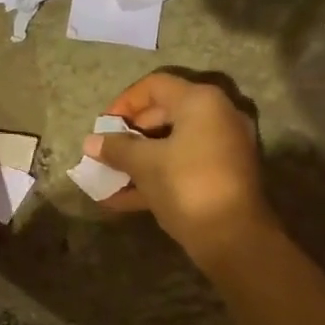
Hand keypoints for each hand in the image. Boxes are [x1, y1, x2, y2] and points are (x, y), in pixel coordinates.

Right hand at [84, 72, 270, 263]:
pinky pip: (182, 166)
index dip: (124, 103)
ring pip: (172, 144)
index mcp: (201, 102)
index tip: (103, 127)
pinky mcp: (222, 175)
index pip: (154, 86)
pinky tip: (121, 200)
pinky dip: (156, 177)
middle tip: (105, 152)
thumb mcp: (145, 165)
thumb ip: (117, 149)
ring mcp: (223, 147)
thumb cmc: (187, 186)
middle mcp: (217, 116)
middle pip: (164, 114)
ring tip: (108, 177)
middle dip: (129, 135)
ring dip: (139, 159)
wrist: (234, 238)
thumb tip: (90, 142)